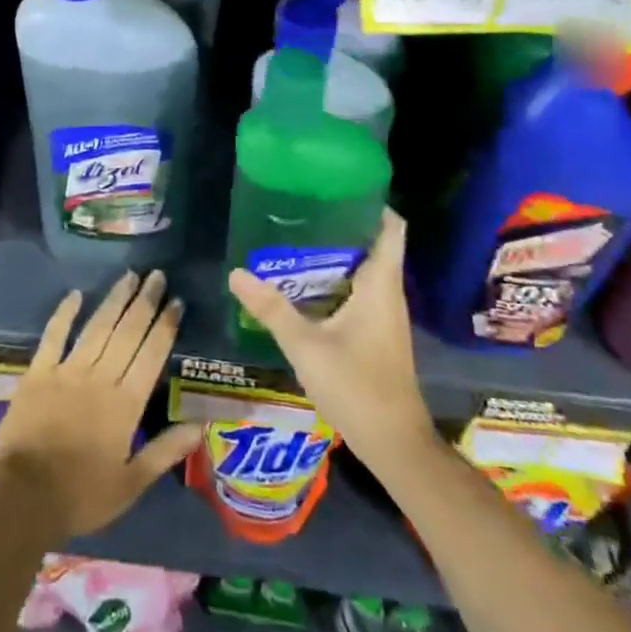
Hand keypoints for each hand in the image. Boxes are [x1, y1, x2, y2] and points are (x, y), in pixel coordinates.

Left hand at [0, 269, 202, 540]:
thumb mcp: (132, 483)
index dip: (165, 326)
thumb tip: (201, 425)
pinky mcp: (38, 372)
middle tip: (157, 275)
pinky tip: (75, 294)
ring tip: (130, 276)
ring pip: (97, 327)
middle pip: (127, 332)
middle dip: (145, 302)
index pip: (151, 355)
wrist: (22, 498)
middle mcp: (100, 378)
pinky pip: (54, 335)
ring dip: (115, 300)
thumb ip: (166, 451)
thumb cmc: (81, 495)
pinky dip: (64, 313)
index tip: (176, 301)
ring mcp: (67, 371)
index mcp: (126, 404)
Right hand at [227, 209, 435, 474]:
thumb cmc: (357, 387)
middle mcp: (388, 293)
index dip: (372, 203)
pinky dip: (336, 280)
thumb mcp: (306, 346)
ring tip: (295, 239)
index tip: (338, 187)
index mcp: (380, 285)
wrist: (394, 444)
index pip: (391, 228)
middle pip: (372, 244)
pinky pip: (359, 291)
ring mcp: (385, 315)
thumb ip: (271, 309)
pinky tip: (304, 285)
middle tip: (301, 210)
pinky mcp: (377, 333)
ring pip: (364, 270)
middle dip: (341, 225)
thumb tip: (236, 272)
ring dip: (335, 254)